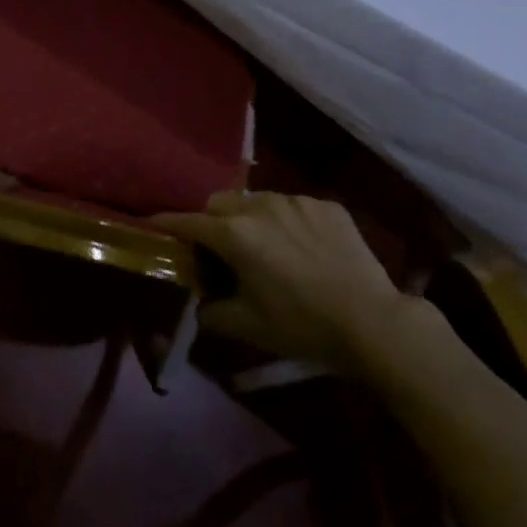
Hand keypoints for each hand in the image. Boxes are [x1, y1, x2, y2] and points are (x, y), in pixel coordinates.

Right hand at [155, 192, 426, 374]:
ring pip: (257, 200)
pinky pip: (293, 206)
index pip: (188, 221)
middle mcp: (261, 205)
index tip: (153, 224)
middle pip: (220, 202)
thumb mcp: (247, 326)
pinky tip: (302, 248)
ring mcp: (296, 201)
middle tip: (217, 246)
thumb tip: (198, 305)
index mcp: (235, 233)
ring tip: (263, 244)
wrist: (373, 322)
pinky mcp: (326, 205)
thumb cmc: (302, 325)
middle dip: (211, 219)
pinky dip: (287, 221)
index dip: (167, 223)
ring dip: (249, 217)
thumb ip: (211, 312)